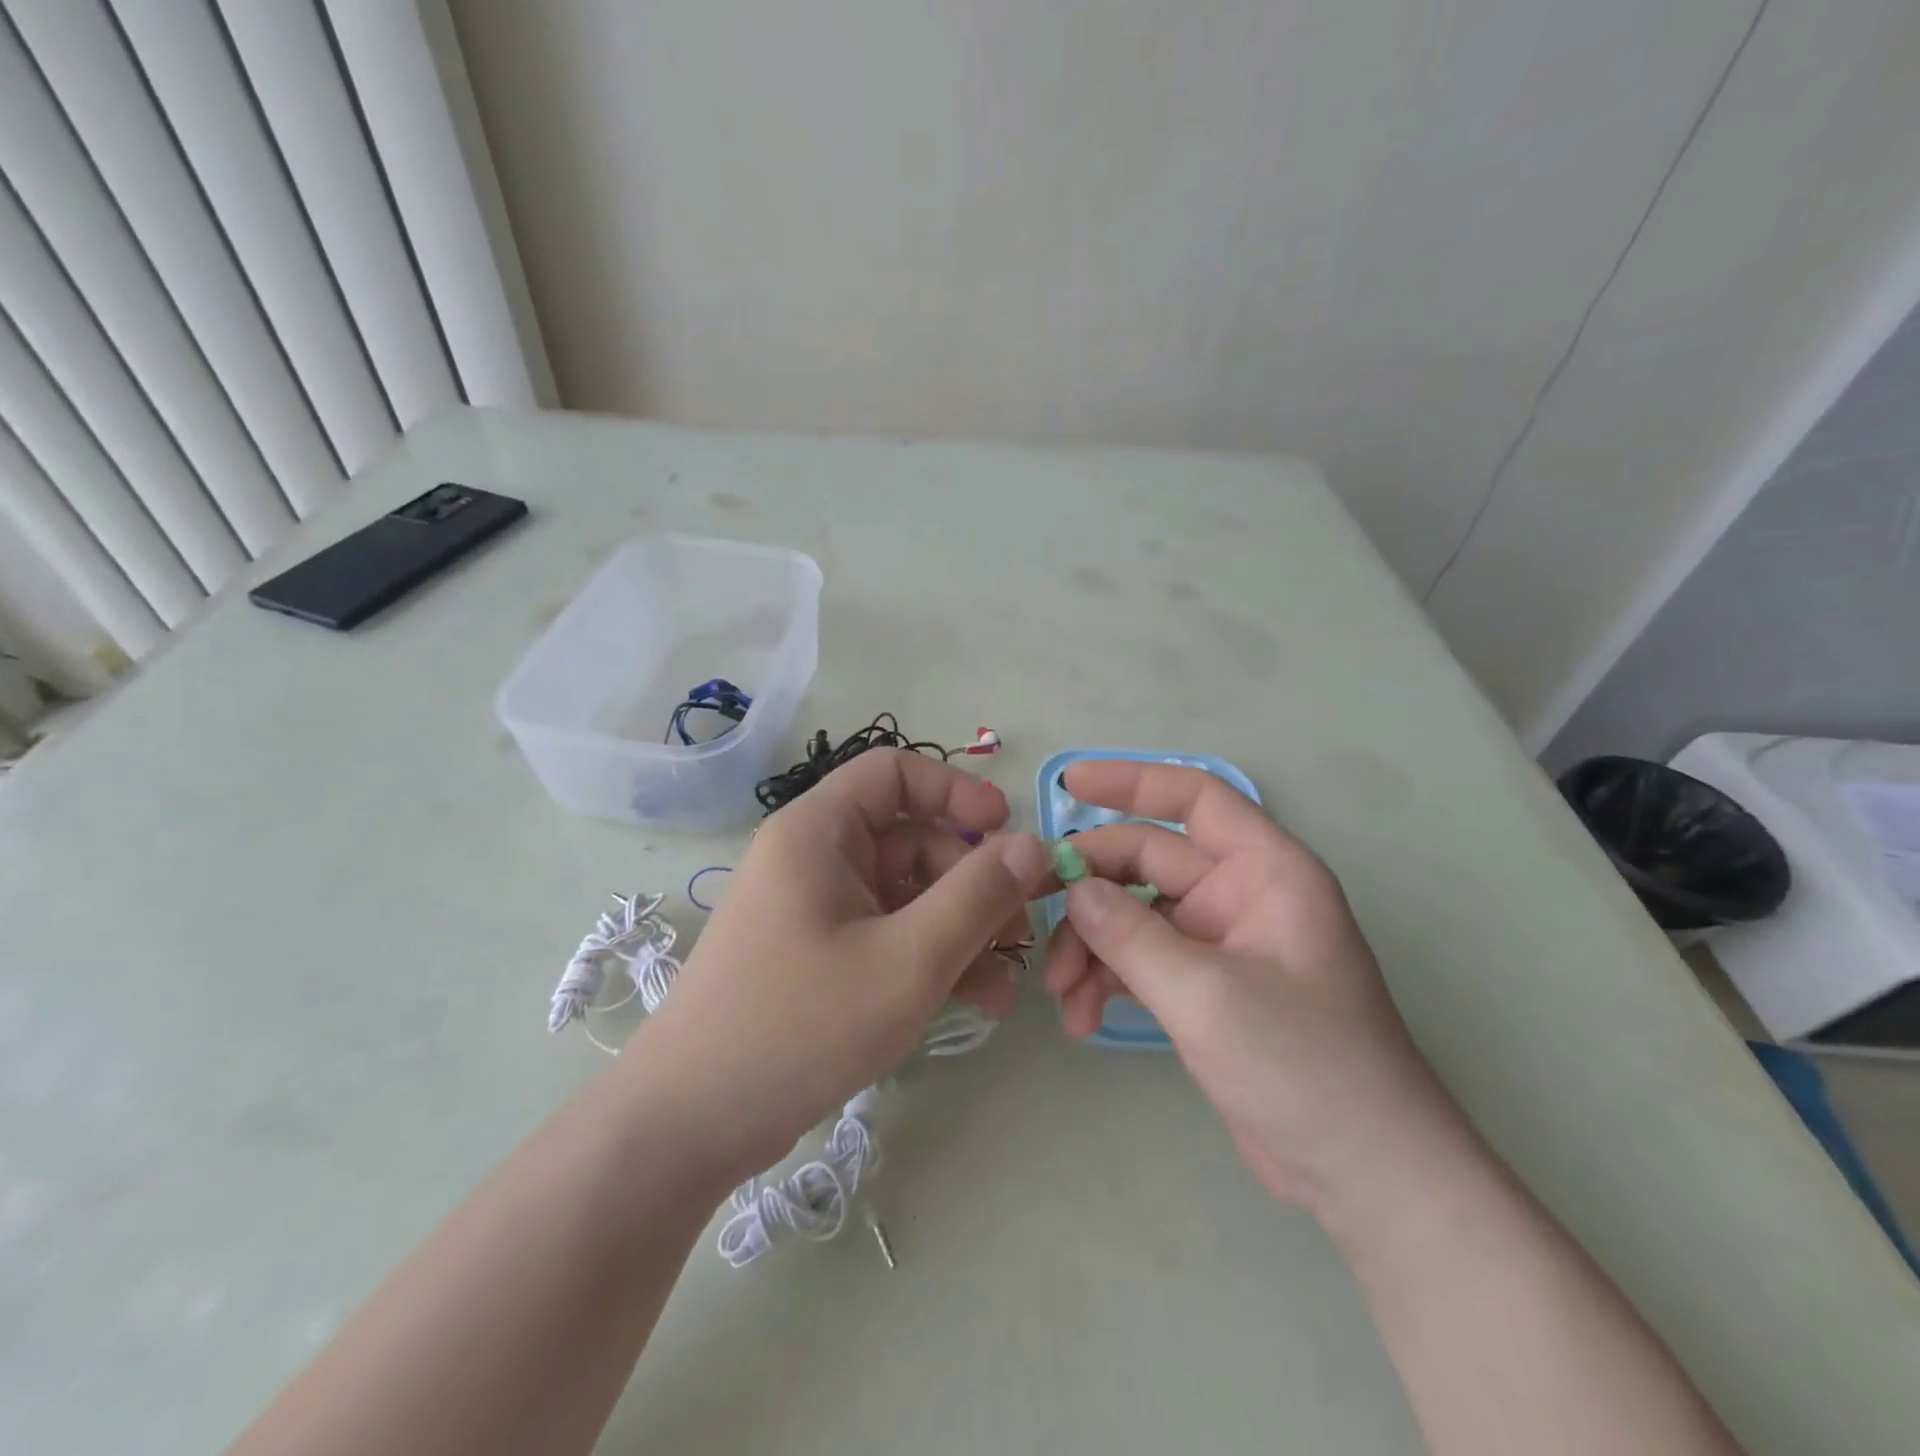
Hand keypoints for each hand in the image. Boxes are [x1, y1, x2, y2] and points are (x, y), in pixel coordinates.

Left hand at [633, 749, 1049, 1180]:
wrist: (689, 1125)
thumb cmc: (800, 1025)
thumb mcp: (907, 959)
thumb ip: (977, 896)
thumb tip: (1034, 844)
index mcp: (819, 831)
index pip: (895, 772)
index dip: (957, 791)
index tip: (1007, 833)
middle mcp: (814, 857)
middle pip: (912, 839)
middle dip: (972, 883)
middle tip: (1018, 934)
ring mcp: (815, 909)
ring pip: (907, 894)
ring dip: (960, 930)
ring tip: (1003, 986)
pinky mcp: (818, 955)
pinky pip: (887, 934)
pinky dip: (929, 957)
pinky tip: (973, 1001)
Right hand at [1044, 760, 1467, 1215]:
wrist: (1365, 1177)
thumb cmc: (1305, 1067)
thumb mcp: (1208, 996)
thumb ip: (1131, 936)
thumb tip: (1073, 889)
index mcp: (1265, 872)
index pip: (1195, 799)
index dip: (1132, 781)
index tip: (1068, 782)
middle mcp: (1241, 895)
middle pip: (1147, 862)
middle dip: (1091, 889)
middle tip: (1034, 912)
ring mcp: (1220, 944)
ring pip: (1134, 915)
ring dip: (1091, 946)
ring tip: (1060, 995)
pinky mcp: (1203, 989)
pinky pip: (1140, 961)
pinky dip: (1106, 979)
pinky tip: (1081, 1018)